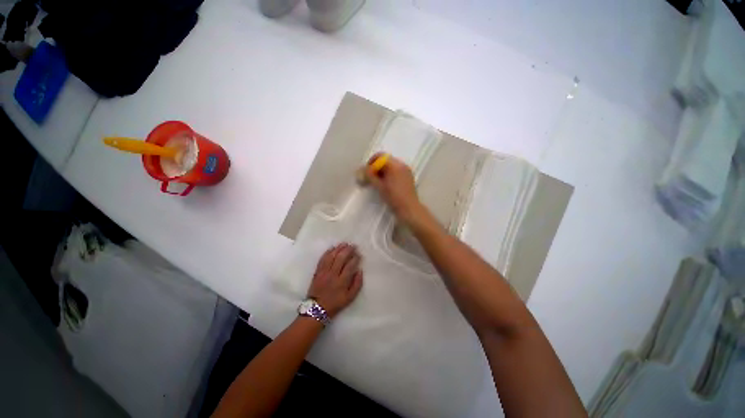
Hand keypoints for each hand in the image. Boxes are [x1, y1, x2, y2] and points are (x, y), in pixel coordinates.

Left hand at [307, 243, 363, 317]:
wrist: (316, 309)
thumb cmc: (335, 303)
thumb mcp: (350, 298)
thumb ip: (357, 284)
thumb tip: (360, 271)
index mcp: (342, 282)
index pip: (350, 266)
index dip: (355, 258)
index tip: (358, 254)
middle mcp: (333, 275)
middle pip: (341, 258)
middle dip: (348, 250)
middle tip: (353, 246)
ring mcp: (324, 272)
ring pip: (331, 257)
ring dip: (338, 249)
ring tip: (344, 244)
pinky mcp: (317, 272)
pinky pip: (322, 259)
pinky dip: (327, 252)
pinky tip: (332, 248)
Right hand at [365, 153, 422, 223]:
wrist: (409, 208)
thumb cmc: (394, 197)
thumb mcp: (379, 186)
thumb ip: (370, 176)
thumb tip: (361, 169)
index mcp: (395, 165)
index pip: (380, 156)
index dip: (371, 162)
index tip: (367, 172)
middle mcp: (402, 164)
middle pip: (386, 160)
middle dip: (377, 167)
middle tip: (371, 178)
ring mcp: (406, 170)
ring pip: (391, 166)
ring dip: (383, 171)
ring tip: (378, 183)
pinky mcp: (408, 177)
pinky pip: (397, 171)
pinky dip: (390, 174)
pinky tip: (387, 185)